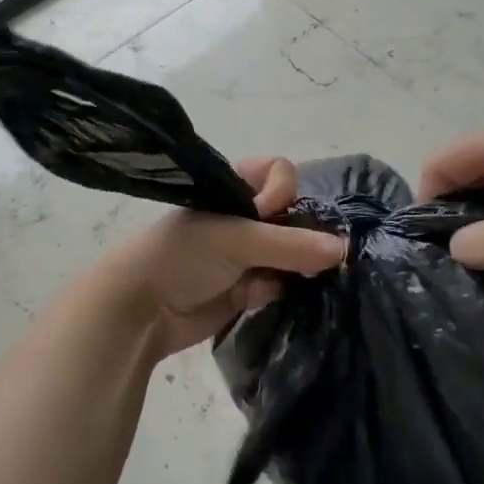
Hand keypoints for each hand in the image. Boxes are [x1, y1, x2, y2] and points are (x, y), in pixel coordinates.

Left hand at [98, 157, 345, 356]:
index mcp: (233, 189)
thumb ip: (290, 244)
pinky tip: (268, 296)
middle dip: (300, 235)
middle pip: (291, 215)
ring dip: (296, 265)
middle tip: (304, 256)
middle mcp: (243, 216)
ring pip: (291, 252)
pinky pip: (280, 283)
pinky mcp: (247, 288)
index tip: (272, 213)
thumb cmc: (182, 257)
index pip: (279, 173)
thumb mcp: (235, 240)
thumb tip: (342, 249)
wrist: (140, 311)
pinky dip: (279, 289)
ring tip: (294, 278)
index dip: (282, 191)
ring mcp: (246, 254)